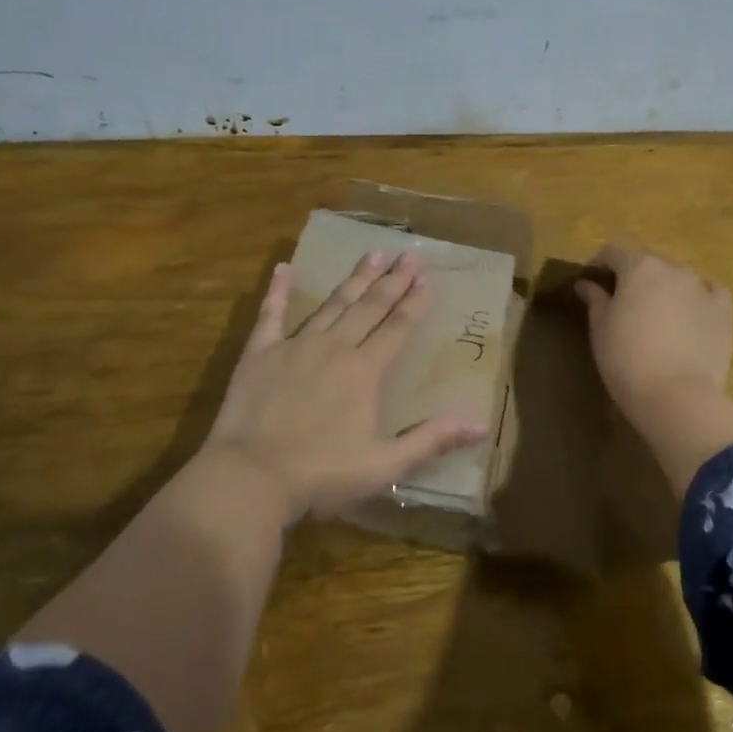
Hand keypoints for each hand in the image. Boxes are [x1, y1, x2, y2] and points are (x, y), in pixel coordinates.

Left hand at [205, 250, 490, 523]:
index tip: (427, 278)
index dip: (414, 303)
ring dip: (354, 279)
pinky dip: (278, 291)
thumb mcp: (384, 464)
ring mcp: (296, 346)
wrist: (252, 476)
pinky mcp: (260, 352)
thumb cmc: (322, 473)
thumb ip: (431, 440)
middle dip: (392, 280)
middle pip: (369, 308)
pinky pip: (270, 314)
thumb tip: (480, 426)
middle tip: (409, 255)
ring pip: (332, 304)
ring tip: (372, 254)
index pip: (397, 328)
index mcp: (365, 371)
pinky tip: (283, 268)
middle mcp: (335, 348)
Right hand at [574, 242, 732, 415]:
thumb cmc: (626, 359)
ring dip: (664, 287)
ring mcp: (702, 288)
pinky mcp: (724, 312)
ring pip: (678, 277)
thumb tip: (587, 284)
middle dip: (633, 275)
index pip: (614, 251)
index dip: (600, 263)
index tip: (591, 281)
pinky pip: (709, 293)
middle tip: (621, 300)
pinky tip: (691, 314)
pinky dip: (697, 298)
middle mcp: (673, 268)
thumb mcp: (600, 328)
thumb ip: (595, 299)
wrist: (677, 396)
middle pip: (648, 262)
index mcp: (639, 267)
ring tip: (656, 312)